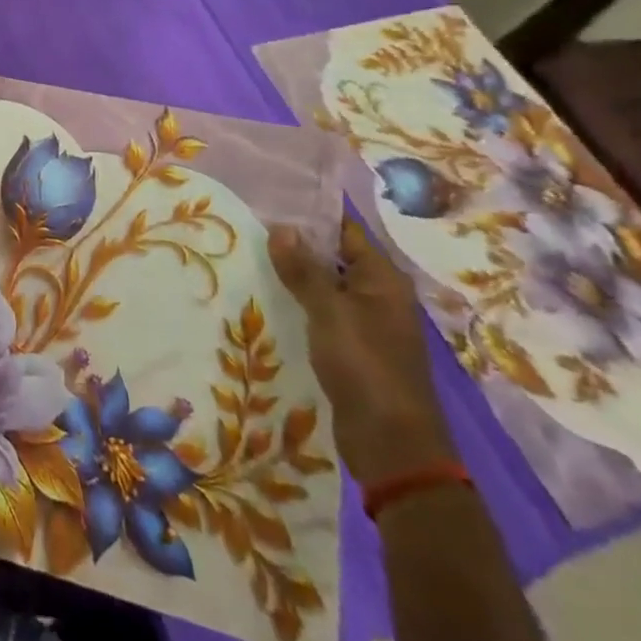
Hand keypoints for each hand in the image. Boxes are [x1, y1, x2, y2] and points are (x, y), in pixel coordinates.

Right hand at [268, 218, 457, 487]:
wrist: (392, 444)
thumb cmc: (365, 366)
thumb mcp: (329, 311)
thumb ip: (304, 269)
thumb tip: (281, 226)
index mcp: (383, 278)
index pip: (345, 230)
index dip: (312, 213)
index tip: (271, 197)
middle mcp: (379, 295)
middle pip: (334, 256)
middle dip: (297, 243)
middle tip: (249, 223)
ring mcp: (367, 323)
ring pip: (326, 286)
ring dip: (294, 275)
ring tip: (248, 255)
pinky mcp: (353, 348)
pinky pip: (322, 312)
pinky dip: (299, 303)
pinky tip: (266, 297)